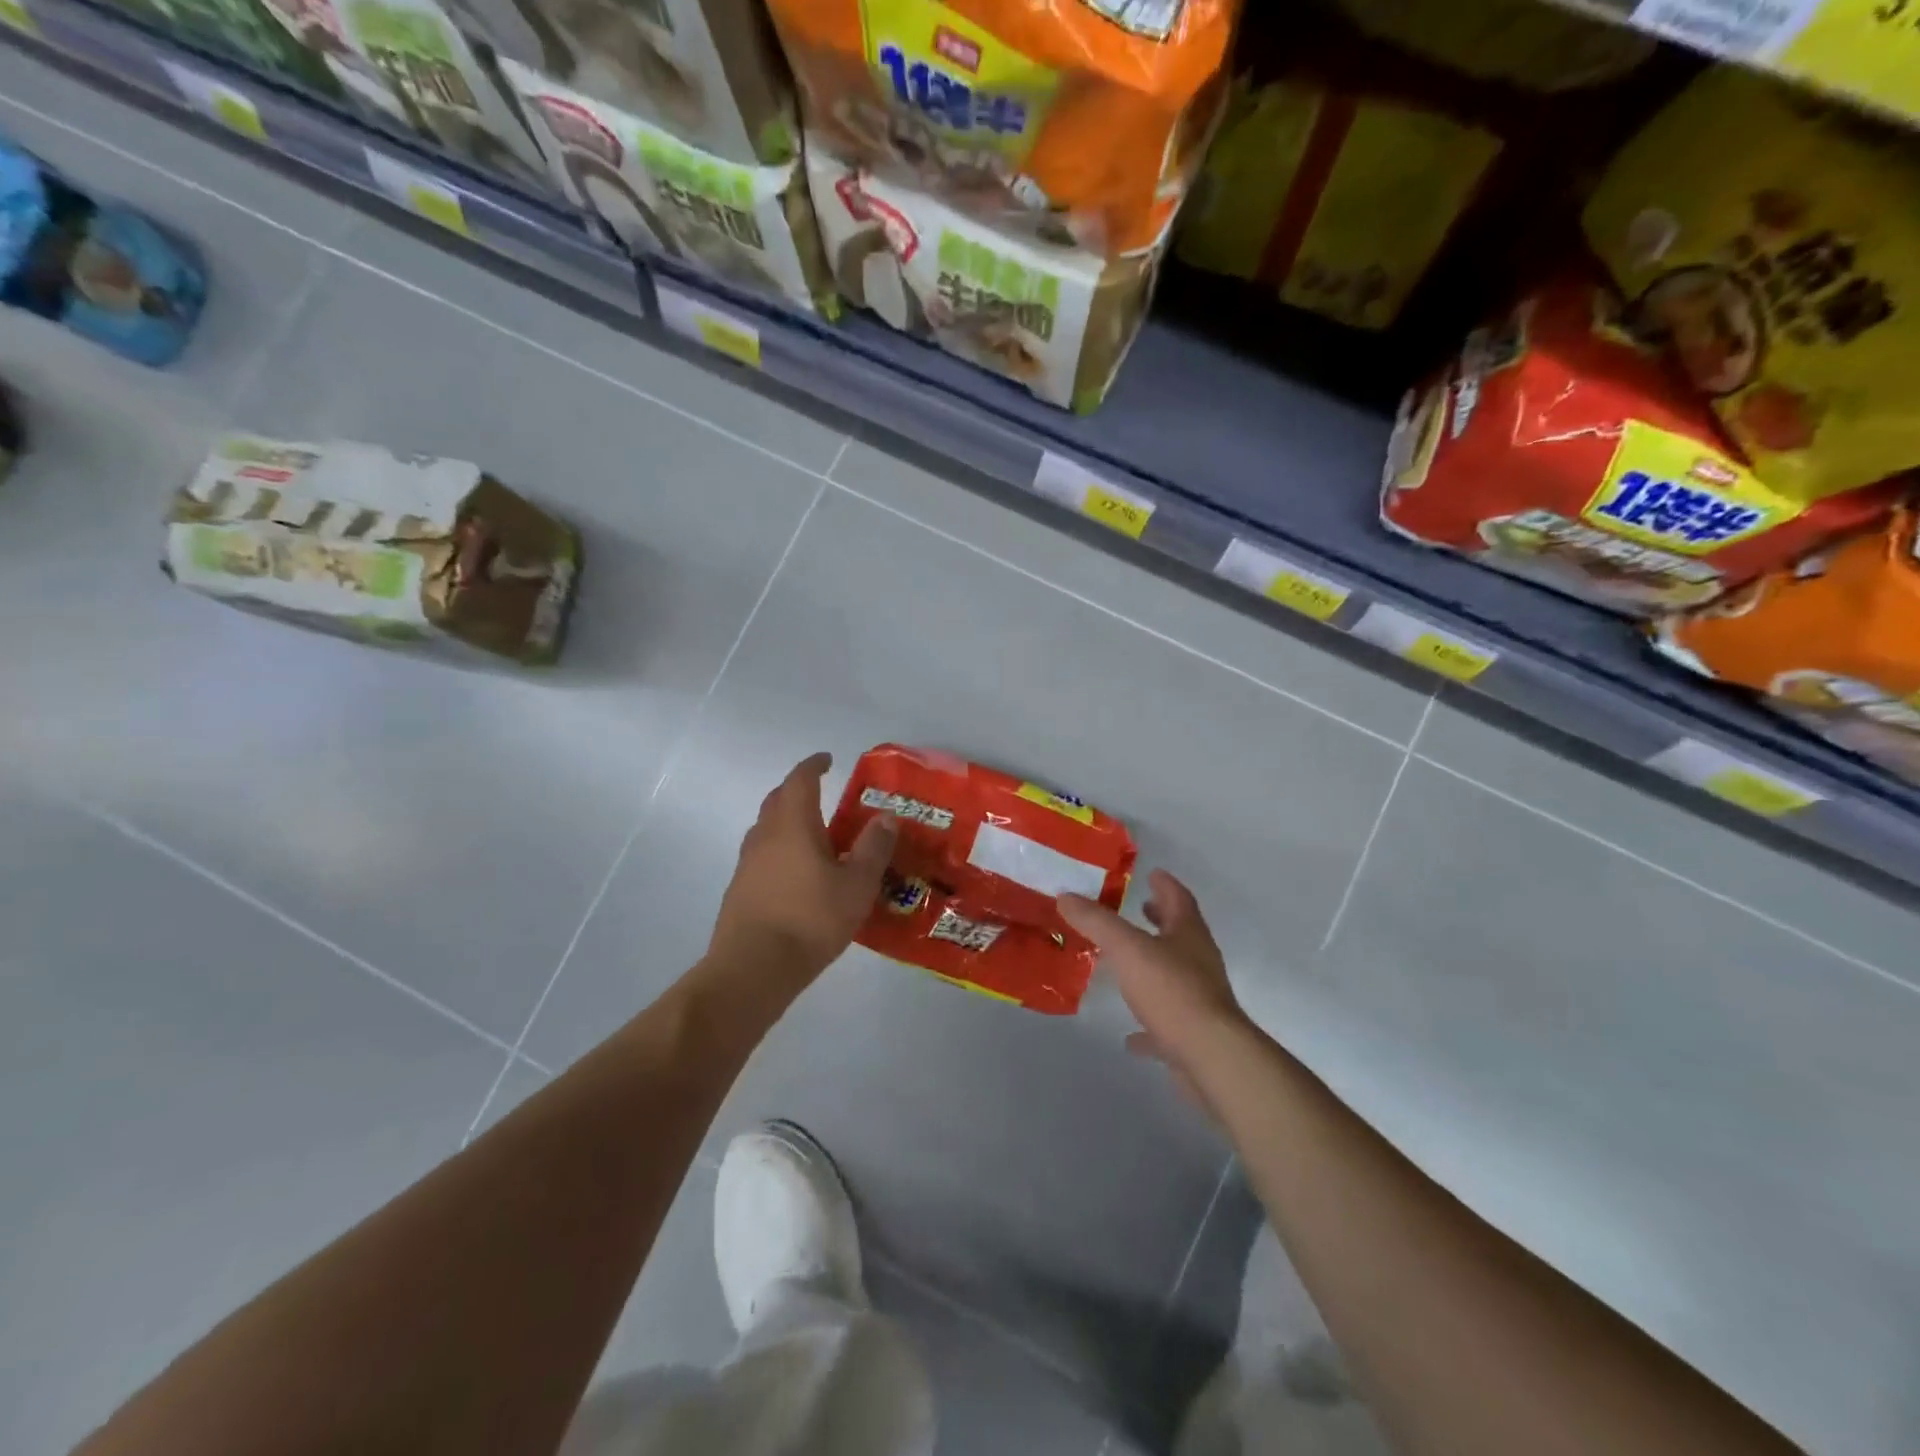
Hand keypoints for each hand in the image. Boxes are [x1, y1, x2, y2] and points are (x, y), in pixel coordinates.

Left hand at [709, 752, 897, 982]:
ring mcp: (747, 863)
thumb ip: (873, 848)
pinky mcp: (741, 890)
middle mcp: (765, 835)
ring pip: (768, 829)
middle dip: (798, 791)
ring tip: (816, 835)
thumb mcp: (857, 885)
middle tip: (822, 794)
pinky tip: (799, 873)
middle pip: (778, 800)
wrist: (753, 968)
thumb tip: (887, 817)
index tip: (827, 760)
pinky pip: (764, 855)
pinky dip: (782, 850)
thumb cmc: (810, 919)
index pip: (800, 780)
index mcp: (792, 824)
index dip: (813, 766)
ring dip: (789, 822)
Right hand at [1059, 871, 1249, 1106]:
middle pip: (1181, 934)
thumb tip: (1065, 895)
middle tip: (1142, 908)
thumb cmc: (1171, 991)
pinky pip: (1167, 1023)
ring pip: (1176, 975)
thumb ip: (1096, 921)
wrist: (1210, 1057)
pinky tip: (1129, 1036)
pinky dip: (1148, 1023)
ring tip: (1128, 963)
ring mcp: (1200, 1000)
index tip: (1153, 873)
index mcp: (1188, 934)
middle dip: (1162, 919)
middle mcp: (1199, 962)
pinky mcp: (1193, 1036)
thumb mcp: (1127, 948)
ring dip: (1155, 965)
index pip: (1179, 899)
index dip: (1165, 884)